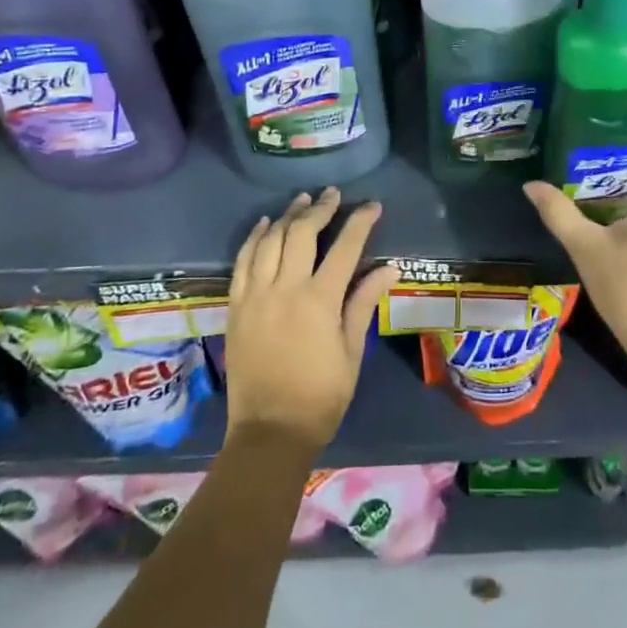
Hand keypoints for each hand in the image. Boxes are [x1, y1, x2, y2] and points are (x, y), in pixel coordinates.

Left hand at [224, 187, 397, 454]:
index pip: (345, 247)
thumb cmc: (320, 396)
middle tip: (332, 195)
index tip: (372, 206)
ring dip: (287, 216)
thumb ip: (364, 302)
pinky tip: (265, 224)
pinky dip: (254, 238)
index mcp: (319, 301)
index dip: (360, 222)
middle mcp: (285, 289)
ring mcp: (256, 295)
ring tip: (302, 200)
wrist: (269, 432)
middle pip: (302, 233)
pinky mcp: (237, 306)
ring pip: (270, 240)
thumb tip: (389, 268)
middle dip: (320, 208)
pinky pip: (243, 261)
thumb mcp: (351, 351)